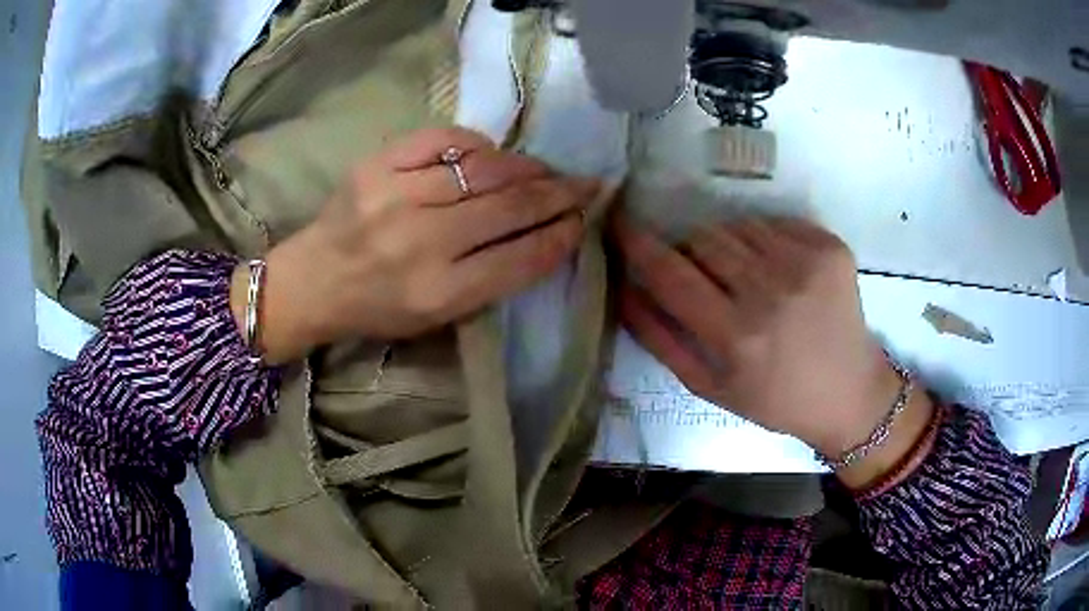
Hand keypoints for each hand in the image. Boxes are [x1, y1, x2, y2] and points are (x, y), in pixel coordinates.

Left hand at [232, 127, 598, 363]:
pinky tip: (489, 155)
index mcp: (439, 293)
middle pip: (510, 207)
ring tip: (543, 170)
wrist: (314, 281)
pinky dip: (476, 144)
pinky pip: (443, 139)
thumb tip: (542, 233)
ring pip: (484, 168)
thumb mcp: (438, 315)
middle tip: (584, 184)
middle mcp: (421, 243)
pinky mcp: (376, 165)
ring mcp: (395, 197)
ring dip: (526, 167)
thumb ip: (491, 279)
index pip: (522, 256)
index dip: (562, 235)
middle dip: (558, 193)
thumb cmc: (378, 308)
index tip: (582, 220)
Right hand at [611, 214, 933, 485]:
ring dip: (728, 247)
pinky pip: (774, 223)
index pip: (669, 272)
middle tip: (706, 279)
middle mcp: (771, 293)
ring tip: (747, 279)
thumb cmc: (775, 399)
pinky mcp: (830, 248)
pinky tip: (780, 273)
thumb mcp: (710, 386)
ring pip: (737, 226)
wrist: (849, 392)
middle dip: (690, 252)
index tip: (618, 223)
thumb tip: (623, 288)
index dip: (636, 243)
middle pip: (702, 239)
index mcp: (736, 336)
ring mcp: (805, 264)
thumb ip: (660, 338)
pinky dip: (764, 241)